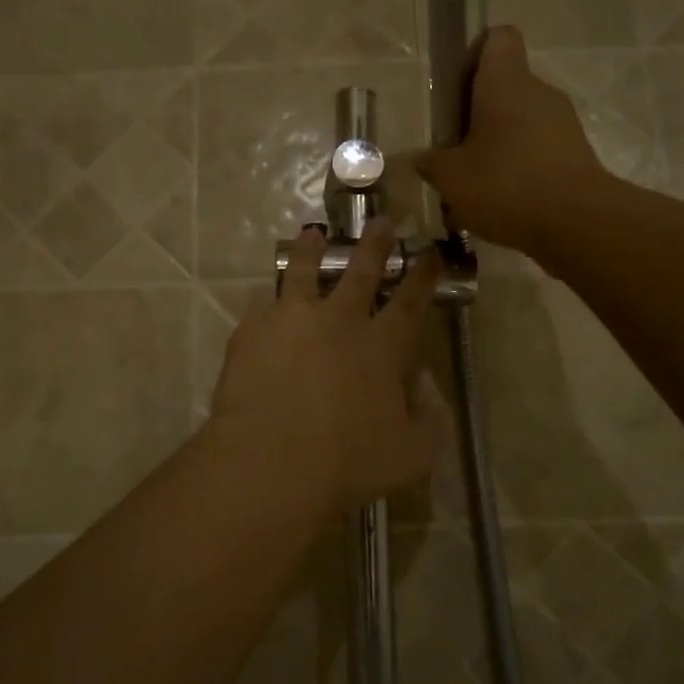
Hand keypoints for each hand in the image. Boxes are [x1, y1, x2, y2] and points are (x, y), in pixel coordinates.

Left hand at [208, 219, 445, 512]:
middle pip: (360, 271)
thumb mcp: (410, 455)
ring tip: (313, 234)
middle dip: (374, 244)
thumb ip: (429, 422)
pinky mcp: (252, 331)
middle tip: (380, 220)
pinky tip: (265, 296)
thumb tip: (428, 394)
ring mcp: (292, 320)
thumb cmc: (347, 463)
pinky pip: (262, 303)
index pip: (410, 301)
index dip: (423, 275)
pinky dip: (269, 297)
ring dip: (313, 250)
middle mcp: (340, 321)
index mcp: (382, 347)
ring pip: (305, 271)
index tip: (430, 252)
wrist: (271, 462)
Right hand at [414, 26, 608, 257]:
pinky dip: (518, 166)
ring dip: (496, 143)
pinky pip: (537, 148)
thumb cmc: (506, 184)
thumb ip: (431, 163)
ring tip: (474, 182)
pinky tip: (502, 200)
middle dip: (476, 113)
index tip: (454, 91)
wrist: (577, 223)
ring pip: (520, 120)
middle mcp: (538, 92)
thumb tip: (420, 159)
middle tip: (453, 148)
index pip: (497, 37)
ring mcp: (562, 122)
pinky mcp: (575, 153)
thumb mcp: (451, 178)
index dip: (473, 55)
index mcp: (505, 82)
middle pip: (504, 85)